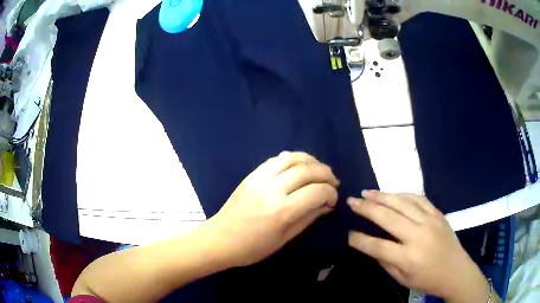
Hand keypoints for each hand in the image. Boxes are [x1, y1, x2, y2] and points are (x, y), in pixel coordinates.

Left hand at [206, 151, 338, 267]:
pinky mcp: (252, 175)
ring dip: (311, 161)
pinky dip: (293, 158)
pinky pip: (276, 159)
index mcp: (282, 211)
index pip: (317, 192)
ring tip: (319, 170)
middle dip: (326, 174)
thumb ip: (308, 218)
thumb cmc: (253, 248)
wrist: (220, 239)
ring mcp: (260, 179)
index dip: (331, 193)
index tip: (333, 199)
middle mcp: (273, 190)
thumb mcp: (285, 239)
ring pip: (292, 158)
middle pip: (308, 171)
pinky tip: (300, 166)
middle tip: (333, 182)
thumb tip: (327, 205)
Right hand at [348, 191, 492, 302]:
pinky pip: (419, 198)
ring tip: (367, 192)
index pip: (377, 245)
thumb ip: (386, 262)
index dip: (359, 240)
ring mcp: (430, 221)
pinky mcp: (438, 214)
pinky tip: (393, 193)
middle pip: (388, 217)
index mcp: (408, 257)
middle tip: (351, 201)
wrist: (456, 271)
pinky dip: (403, 194)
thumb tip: (371, 246)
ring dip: (383, 196)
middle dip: (366, 208)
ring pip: (402, 203)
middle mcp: (418, 235)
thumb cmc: (428, 280)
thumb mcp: (402, 279)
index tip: (348, 234)